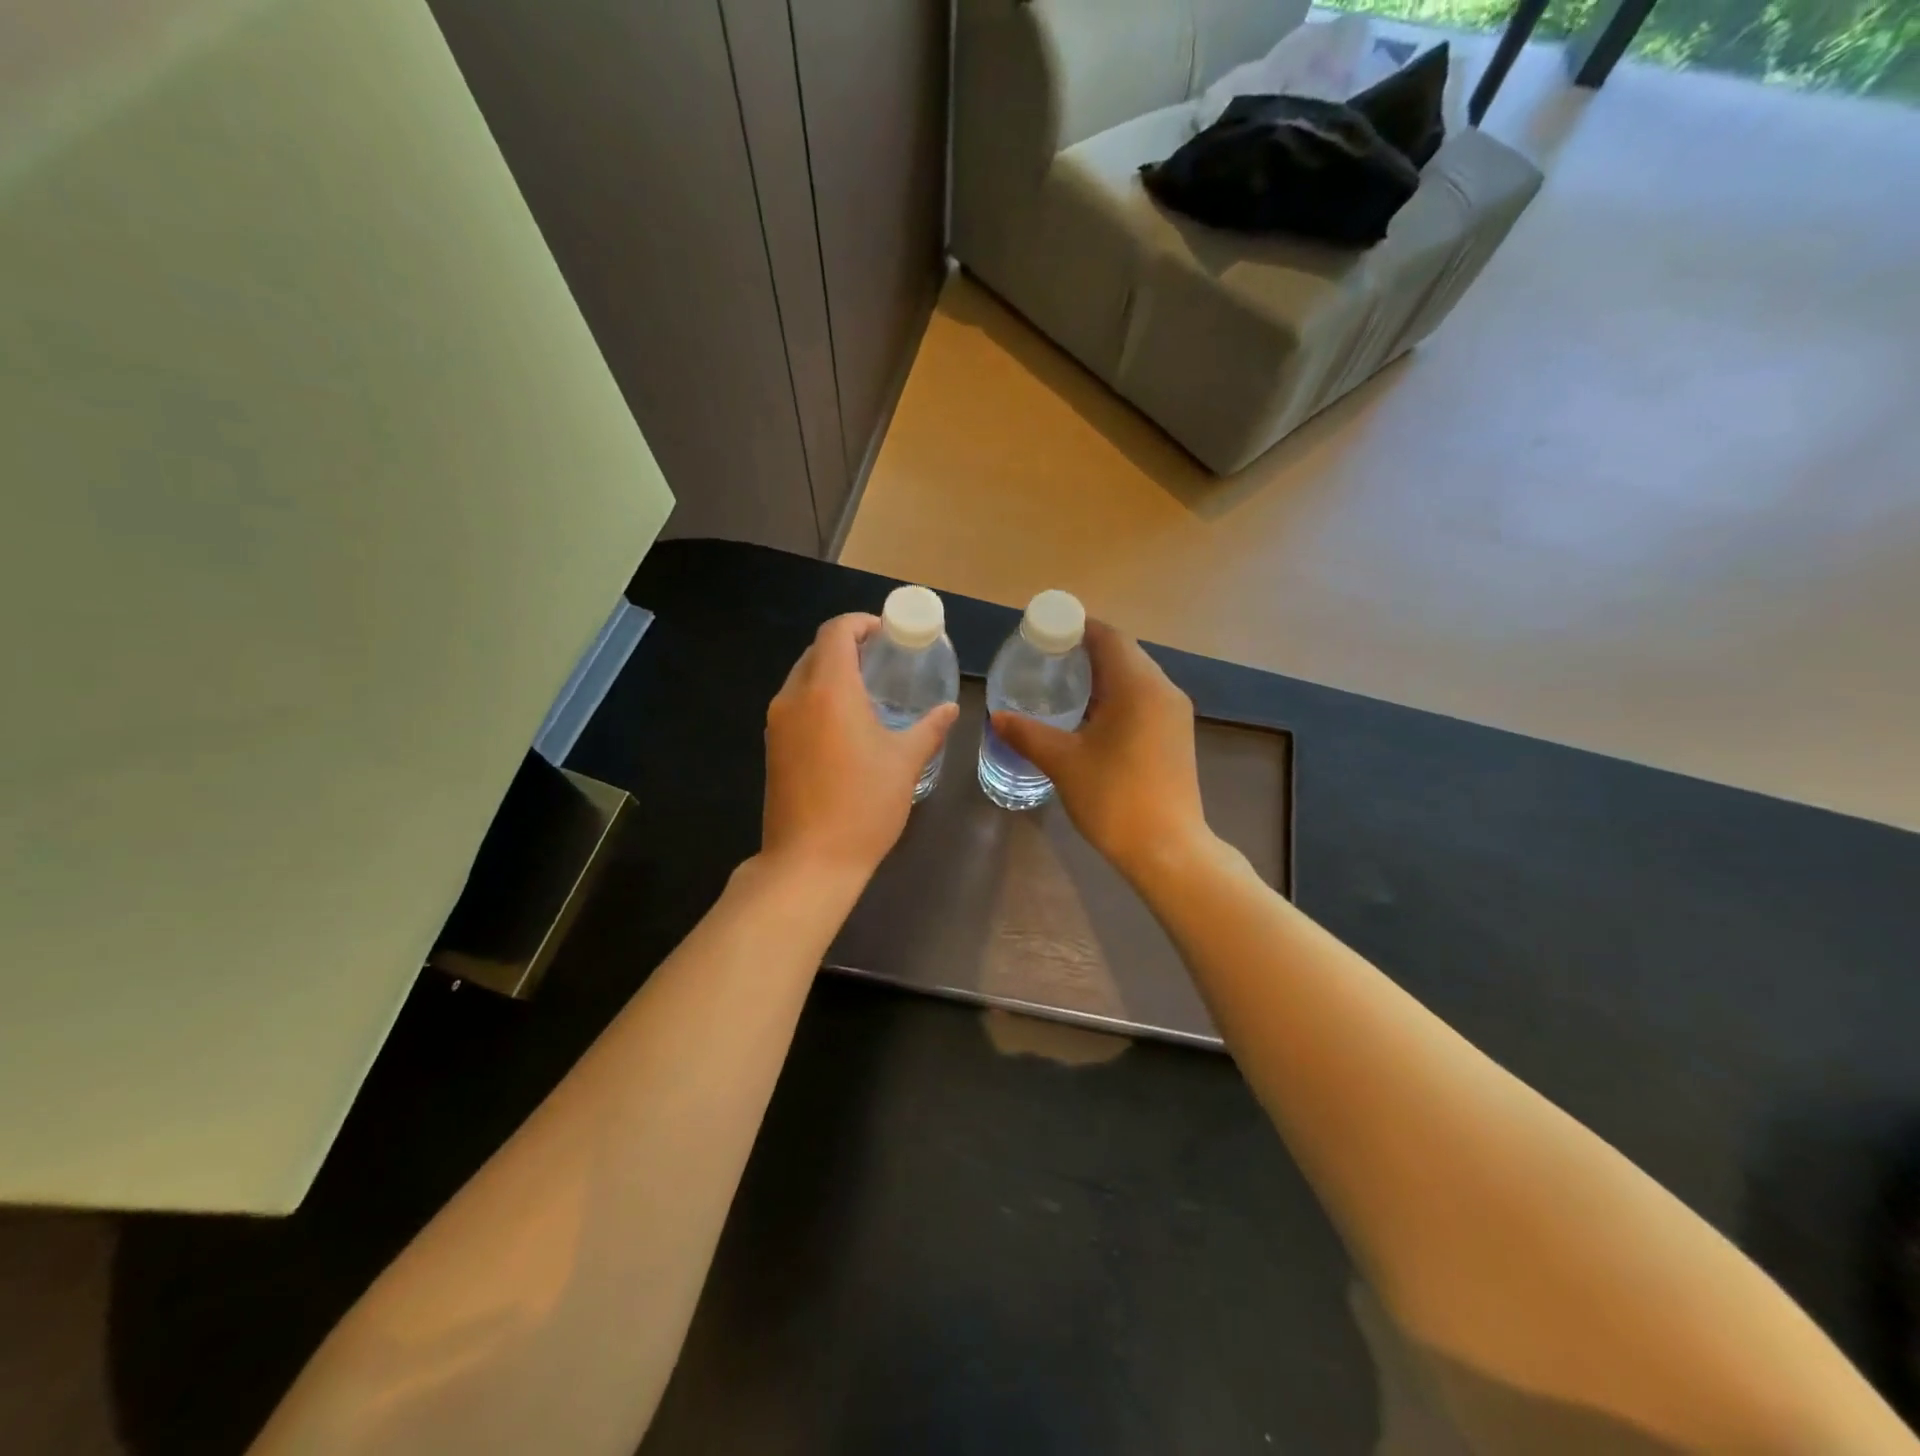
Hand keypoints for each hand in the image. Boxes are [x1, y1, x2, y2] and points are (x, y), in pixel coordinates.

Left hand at [762, 613, 958, 882]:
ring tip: (867, 692)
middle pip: (817, 651)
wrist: (809, 861)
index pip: (836, 631)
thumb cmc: (863, 805)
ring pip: (802, 677)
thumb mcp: (905, 763)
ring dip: (832, 673)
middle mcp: (794, 696)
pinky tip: (845, 725)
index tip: (887, 634)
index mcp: (828, 689)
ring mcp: (777, 723)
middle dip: (848, 647)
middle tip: (883, 661)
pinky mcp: (772, 747)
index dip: (861, 623)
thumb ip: (929, 728)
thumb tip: (949, 709)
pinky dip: (818, 698)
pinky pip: (795, 704)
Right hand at [991, 620, 1210, 881]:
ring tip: (1062, 686)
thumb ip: (1027, 734)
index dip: (1076, 628)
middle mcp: (1163, 690)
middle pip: (1123, 653)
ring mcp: (1174, 714)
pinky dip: (1116, 697)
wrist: (1168, 850)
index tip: (1043, 634)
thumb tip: (997, 717)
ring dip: (1102, 676)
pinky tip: (1090, 718)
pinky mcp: (1175, 735)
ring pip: (1135, 677)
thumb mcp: (1063, 762)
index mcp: (1138, 685)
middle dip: (1085, 651)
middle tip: (1045, 660)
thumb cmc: (1115, 798)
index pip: (1108, 636)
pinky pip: (1143, 699)